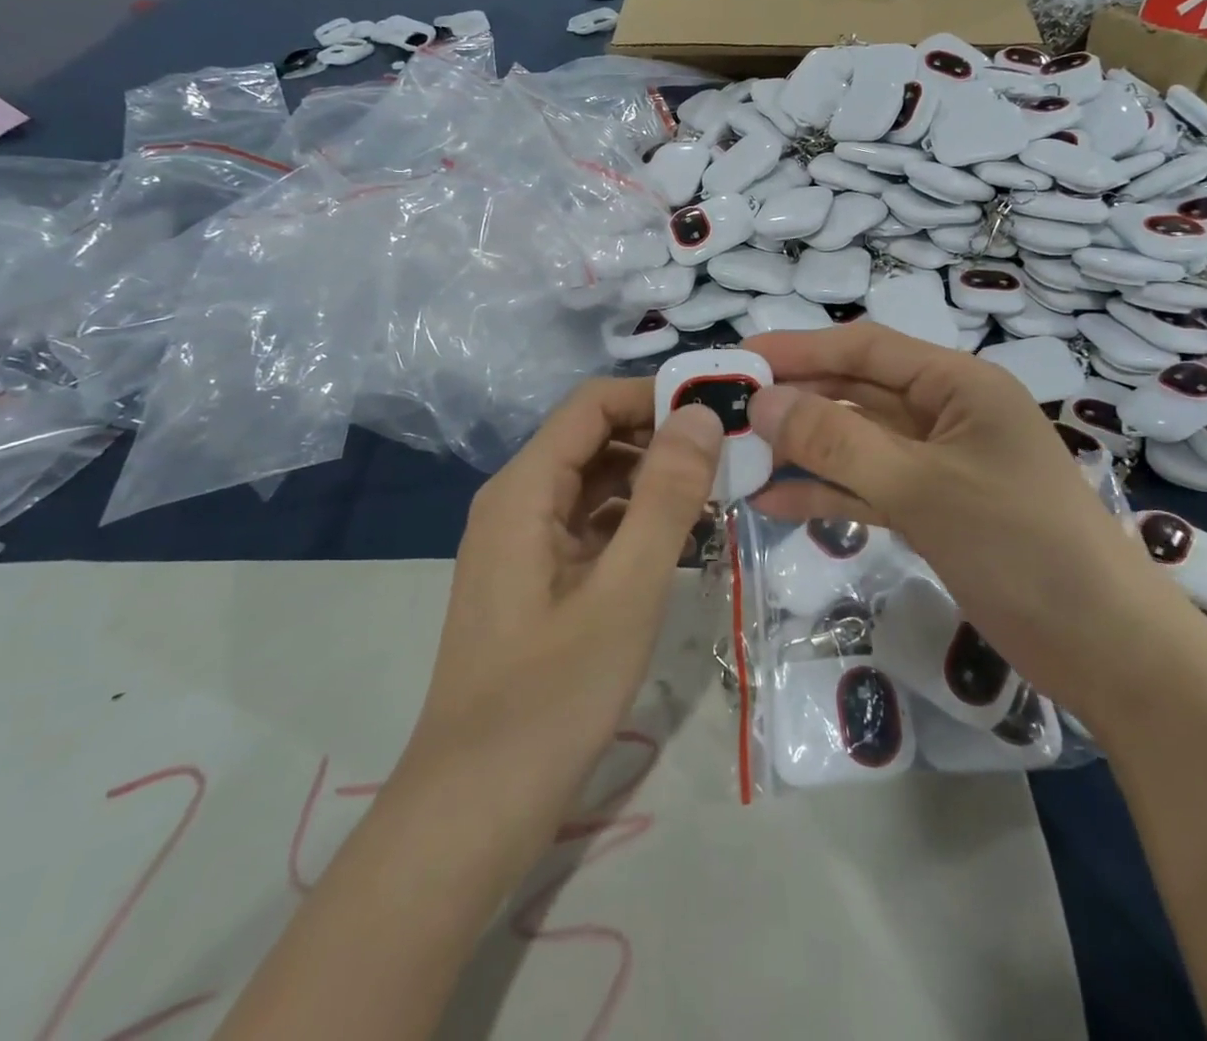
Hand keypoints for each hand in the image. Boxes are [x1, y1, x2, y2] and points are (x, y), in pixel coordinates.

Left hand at [399, 379, 721, 879]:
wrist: (473, 809)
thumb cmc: (552, 698)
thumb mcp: (625, 592)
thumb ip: (665, 497)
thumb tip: (701, 415)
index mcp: (523, 490)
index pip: (593, 405)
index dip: (654, 396)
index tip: (720, 410)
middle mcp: (516, 502)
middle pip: (594, 440)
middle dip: (661, 438)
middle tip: (733, 456)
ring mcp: (523, 543)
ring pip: (595, 484)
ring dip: (653, 481)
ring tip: (719, 496)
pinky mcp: (536, 579)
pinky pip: (591, 527)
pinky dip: (636, 522)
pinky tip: (682, 542)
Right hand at [743, 326, 1191, 711]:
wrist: (1107, 650)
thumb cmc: (1023, 547)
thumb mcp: (924, 487)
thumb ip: (839, 444)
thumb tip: (763, 404)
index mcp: (959, 385)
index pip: (866, 349)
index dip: (801, 349)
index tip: (740, 359)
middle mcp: (946, 414)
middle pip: (856, 395)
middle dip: (795, 403)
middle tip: (727, 415)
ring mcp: (939, 465)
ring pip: (857, 444)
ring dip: (803, 450)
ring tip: (739, 458)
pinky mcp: (934, 511)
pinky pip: (868, 488)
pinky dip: (826, 492)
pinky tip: (774, 500)